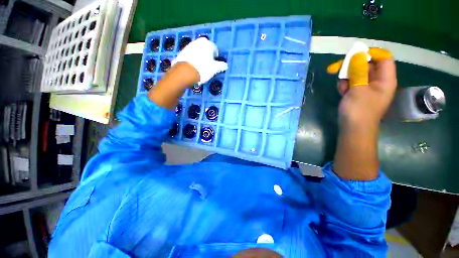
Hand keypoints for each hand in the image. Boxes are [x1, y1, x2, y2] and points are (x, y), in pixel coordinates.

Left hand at [172, 37, 227, 84]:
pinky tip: (193, 68)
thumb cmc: (203, 69)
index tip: (214, 65)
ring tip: (200, 68)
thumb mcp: (215, 69)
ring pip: (198, 52)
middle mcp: (198, 41)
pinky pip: (191, 55)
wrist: (185, 72)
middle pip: (205, 50)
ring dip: (200, 58)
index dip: (215, 58)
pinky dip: (193, 60)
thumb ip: (221, 66)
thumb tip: (225, 65)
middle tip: (208, 66)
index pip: (215, 50)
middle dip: (207, 57)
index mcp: (208, 44)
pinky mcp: (182, 51)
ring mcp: (189, 45)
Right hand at [327, 48, 396, 125]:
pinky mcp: (358, 94)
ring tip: (342, 87)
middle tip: (336, 68)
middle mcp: (378, 82)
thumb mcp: (359, 89)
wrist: (353, 129)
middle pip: (368, 65)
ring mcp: (367, 88)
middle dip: (352, 66)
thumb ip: (359, 71)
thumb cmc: (359, 110)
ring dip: (347, 78)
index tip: (354, 55)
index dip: (371, 53)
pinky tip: (342, 92)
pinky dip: (345, 85)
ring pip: (357, 74)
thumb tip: (358, 54)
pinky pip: (352, 83)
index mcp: (385, 79)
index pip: (383, 58)